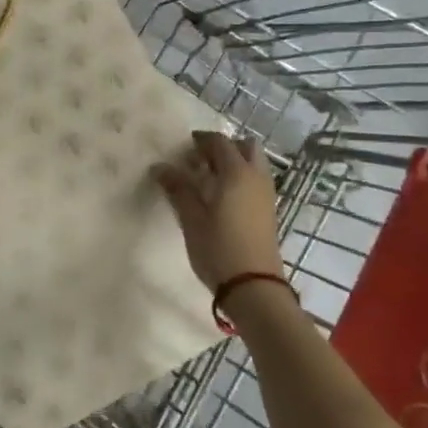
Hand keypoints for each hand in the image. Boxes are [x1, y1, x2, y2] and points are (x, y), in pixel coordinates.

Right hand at [154, 131, 281, 292]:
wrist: (254, 287)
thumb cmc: (218, 248)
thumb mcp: (191, 218)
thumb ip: (177, 188)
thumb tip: (159, 167)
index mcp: (236, 172)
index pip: (220, 142)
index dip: (201, 140)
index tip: (184, 148)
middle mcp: (256, 176)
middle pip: (245, 146)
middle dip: (224, 147)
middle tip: (201, 161)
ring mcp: (266, 194)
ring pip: (254, 163)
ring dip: (235, 162)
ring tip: (210, 179)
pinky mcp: (268, 211)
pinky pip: (256, 180)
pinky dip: (242, 177)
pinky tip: (222, 197)